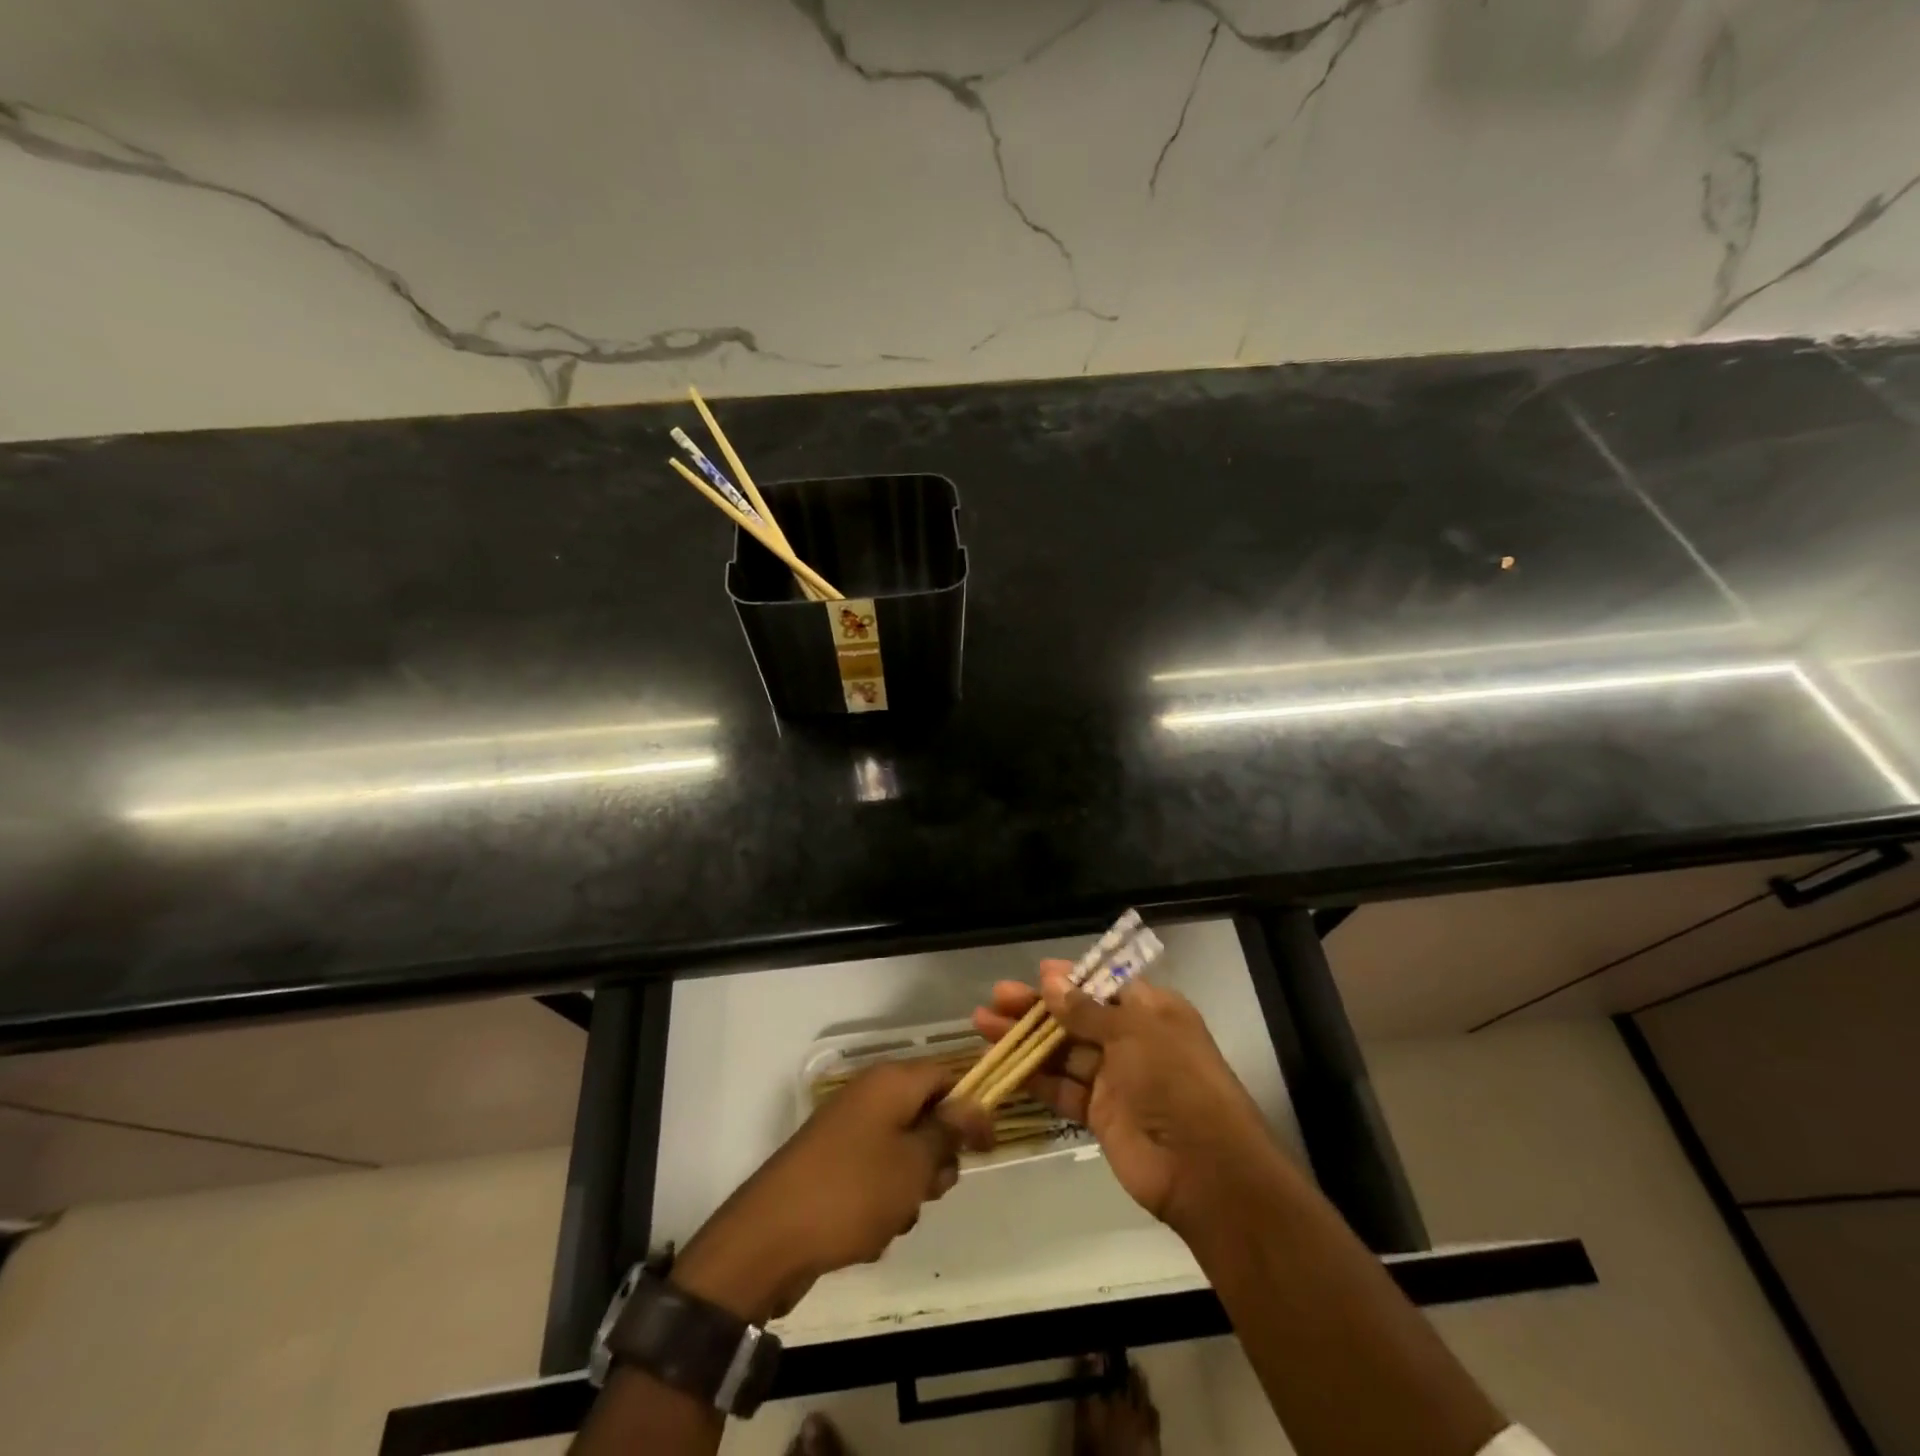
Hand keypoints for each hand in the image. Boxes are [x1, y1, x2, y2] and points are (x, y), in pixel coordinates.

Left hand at [671, 1060, 992, 1323]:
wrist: (770, 1238)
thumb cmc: (853, 1191)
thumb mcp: (914, 1163)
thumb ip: (949, 1130)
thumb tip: (974, 1102)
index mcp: (890, 1082)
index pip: (946, 1075)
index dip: (971, 1107)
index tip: (986, 1148)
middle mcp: (868, 1096)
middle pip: (925, 1115)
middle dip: (937, 1157)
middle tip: (932, 1188)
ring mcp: (847, 1131)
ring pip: (903, 1152)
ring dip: (910, 1187)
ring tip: (895, 1216)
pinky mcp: (832, 1165)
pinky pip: (875, 1176)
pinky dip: (882, 1201)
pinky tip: (870, 1231)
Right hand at [972, 961, 1281, 1235]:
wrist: (1204, 1170)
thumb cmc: (1174, 1081)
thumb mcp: (1134, 1032)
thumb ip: (1087, 1008)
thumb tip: (1050, 978)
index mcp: (1151, 1011)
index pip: (1104, 985)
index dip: (1070, 978)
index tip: (1035, 974)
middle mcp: (1132, 1040)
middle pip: (1076, 1016)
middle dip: (1037, 1007)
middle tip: (997, 998)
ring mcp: (1115, 1079)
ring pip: (1063, 1052)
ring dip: (1027, 1040)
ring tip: (984, 1025)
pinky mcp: (1099, 1115)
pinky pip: (1062, 1089)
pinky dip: (1034, 1079)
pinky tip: (1004, 1067)